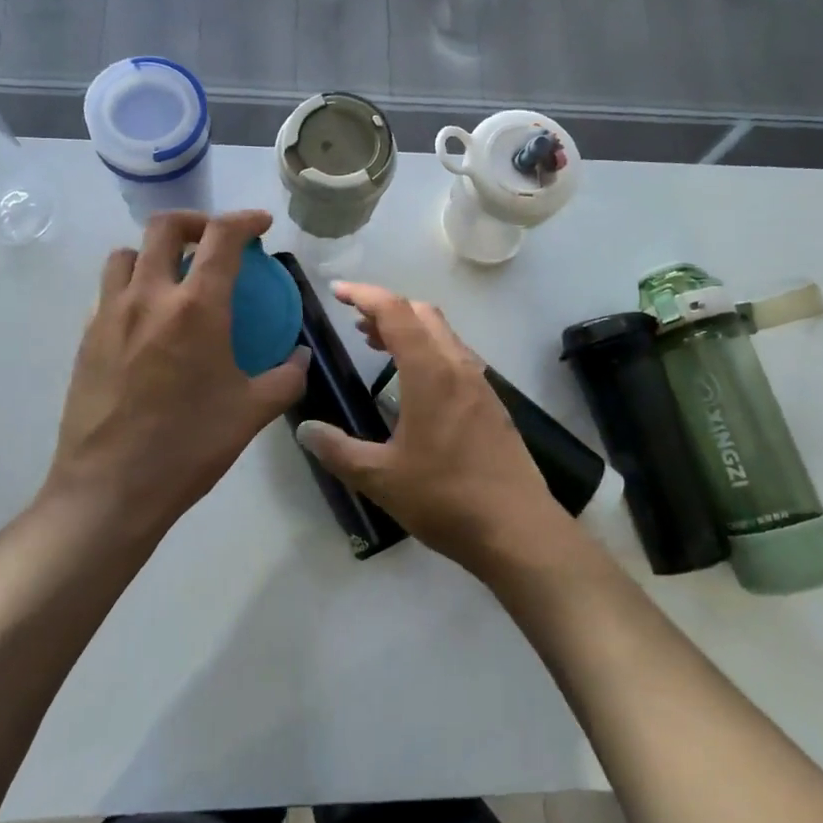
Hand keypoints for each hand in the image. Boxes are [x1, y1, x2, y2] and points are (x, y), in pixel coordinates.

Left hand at [44, 211, 307, 538]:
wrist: (110, 488)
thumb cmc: (189, 446)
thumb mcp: (253, 412)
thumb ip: (286, 377)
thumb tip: (299, 357)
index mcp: (196, 308)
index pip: (222, 238)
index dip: (245, 220)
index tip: (260, 225)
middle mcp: (149, 298)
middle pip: (164, 227)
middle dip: (195, 222)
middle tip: (214, 241)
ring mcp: (109, 316)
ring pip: (127, 255)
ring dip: (155, 252)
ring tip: (175, 278)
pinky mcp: (86, 339)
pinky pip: (109, 292)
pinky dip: (133, 287)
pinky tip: (148, 323)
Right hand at [294, 282, 571, 575]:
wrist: (518, 530)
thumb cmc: (445, 498)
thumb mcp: (380, 478)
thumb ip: (338, 450)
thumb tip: (305, 428)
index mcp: (431, 372)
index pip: (395, 312)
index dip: (364, 295)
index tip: (337, 292)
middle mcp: (459, 367)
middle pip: (423, 314)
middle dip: (387, 309)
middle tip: (356, 324)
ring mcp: (482, 385)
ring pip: (444, 335)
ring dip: (410, 330)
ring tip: (379, 347)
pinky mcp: (493, 404)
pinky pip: (457, 358)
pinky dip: (430, 352)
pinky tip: (416, 385)